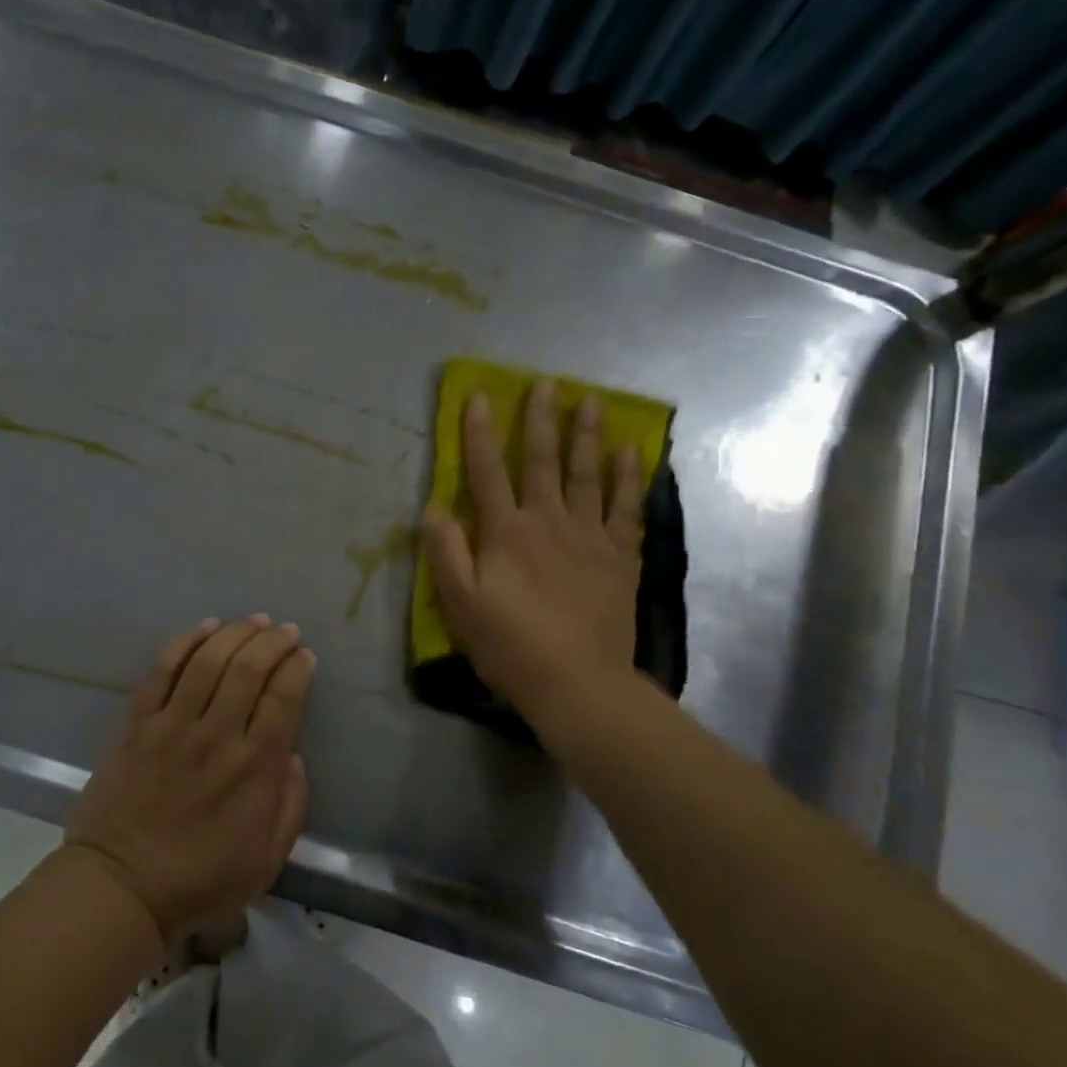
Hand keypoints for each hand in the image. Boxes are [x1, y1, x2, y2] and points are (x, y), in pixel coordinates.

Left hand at [64, 615, 313, 944]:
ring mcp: (173, 726)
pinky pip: (162, 672)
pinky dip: (185, 644)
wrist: (120, 887)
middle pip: (249, 669)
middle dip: (272, 641)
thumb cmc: (201, 880)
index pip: (283, 699)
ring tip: (253, 621)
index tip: (304, 655)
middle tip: (285, 630)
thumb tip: (292, 757)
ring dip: (235, 633)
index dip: (297, 669)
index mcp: (253, 768)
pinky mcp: (138, 725)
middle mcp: (216, 736)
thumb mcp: (268, 860)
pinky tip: (204, 628)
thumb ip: (291, 805)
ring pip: (208, 661)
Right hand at [422, 379, 645, 727]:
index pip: (487, 473)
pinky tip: (632, 453)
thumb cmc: (511, 646)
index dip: (480, 434)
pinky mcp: (619, 558)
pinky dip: (630, 478)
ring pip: (588, 475)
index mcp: (506, 533)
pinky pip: (627, 508)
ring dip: (588, 436)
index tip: (479, 397)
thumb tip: (433, 508)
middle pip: (543, 462)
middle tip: (547, 383)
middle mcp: (549, 522)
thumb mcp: (462, 605)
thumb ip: (446, 553)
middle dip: (541, 420)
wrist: (578, 683)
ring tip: (592, 402)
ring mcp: (589, 537)